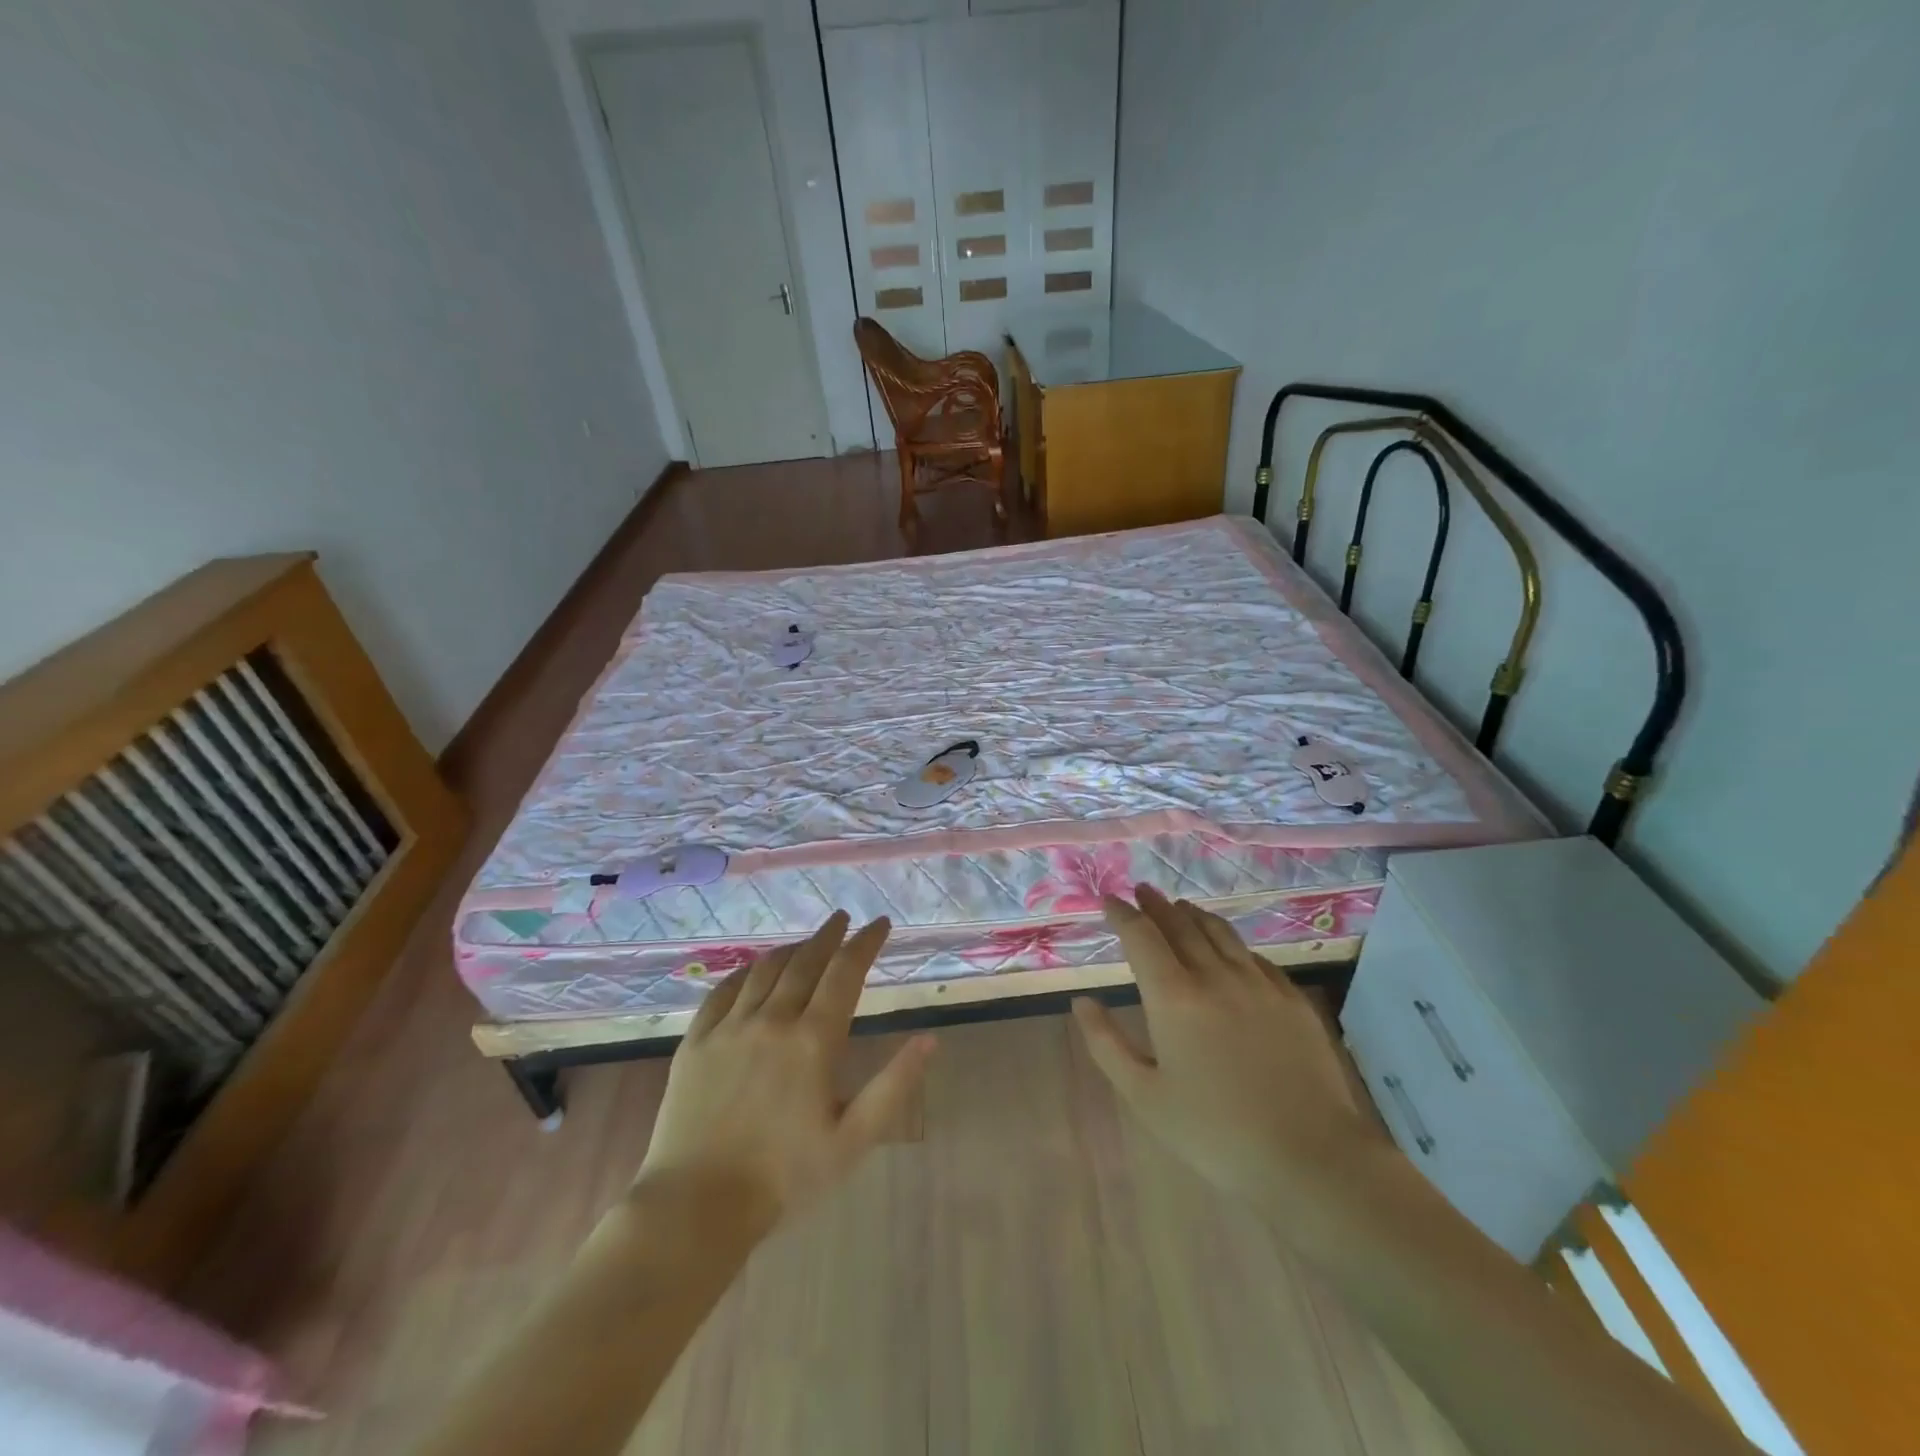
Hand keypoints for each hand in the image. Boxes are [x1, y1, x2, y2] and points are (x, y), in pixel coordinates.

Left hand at [637, 912, 935, 1227]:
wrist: (696, 1206)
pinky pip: (722, 990)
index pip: (845, 972)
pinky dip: (745, 970)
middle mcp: (772, 1020)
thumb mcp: (853, 1141)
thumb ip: (894, 1086)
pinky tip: (752, 969)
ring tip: (806, 942)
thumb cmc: (785, 1177)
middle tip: (844, 918)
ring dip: (791, 948)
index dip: (865, 942)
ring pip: (765, 970)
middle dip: (829, 935)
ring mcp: (729, 1028)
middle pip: (805, 961)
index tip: (880, 923)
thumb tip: (930, 1038)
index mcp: (813, 1041)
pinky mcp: (695, 1042)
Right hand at [1073, 885, 1386, 1218]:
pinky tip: (1230, 949)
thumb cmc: (1216, 1132)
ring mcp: (1258, 983)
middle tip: (1142, 891)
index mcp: (1174, 996)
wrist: (1312, 1157)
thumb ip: (1106, 1044)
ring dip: (1194, 914)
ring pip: (1220, 932)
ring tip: (1180, 907)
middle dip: (1156, 905)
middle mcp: (1215, 975)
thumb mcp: (1145, 1096)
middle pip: (1180, 925)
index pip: (1141, 936)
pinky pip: (1254, 956)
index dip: (1122, 914)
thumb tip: (1082, 1002)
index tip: (1109, 899)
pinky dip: (1231, 942)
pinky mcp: (1291, 998)